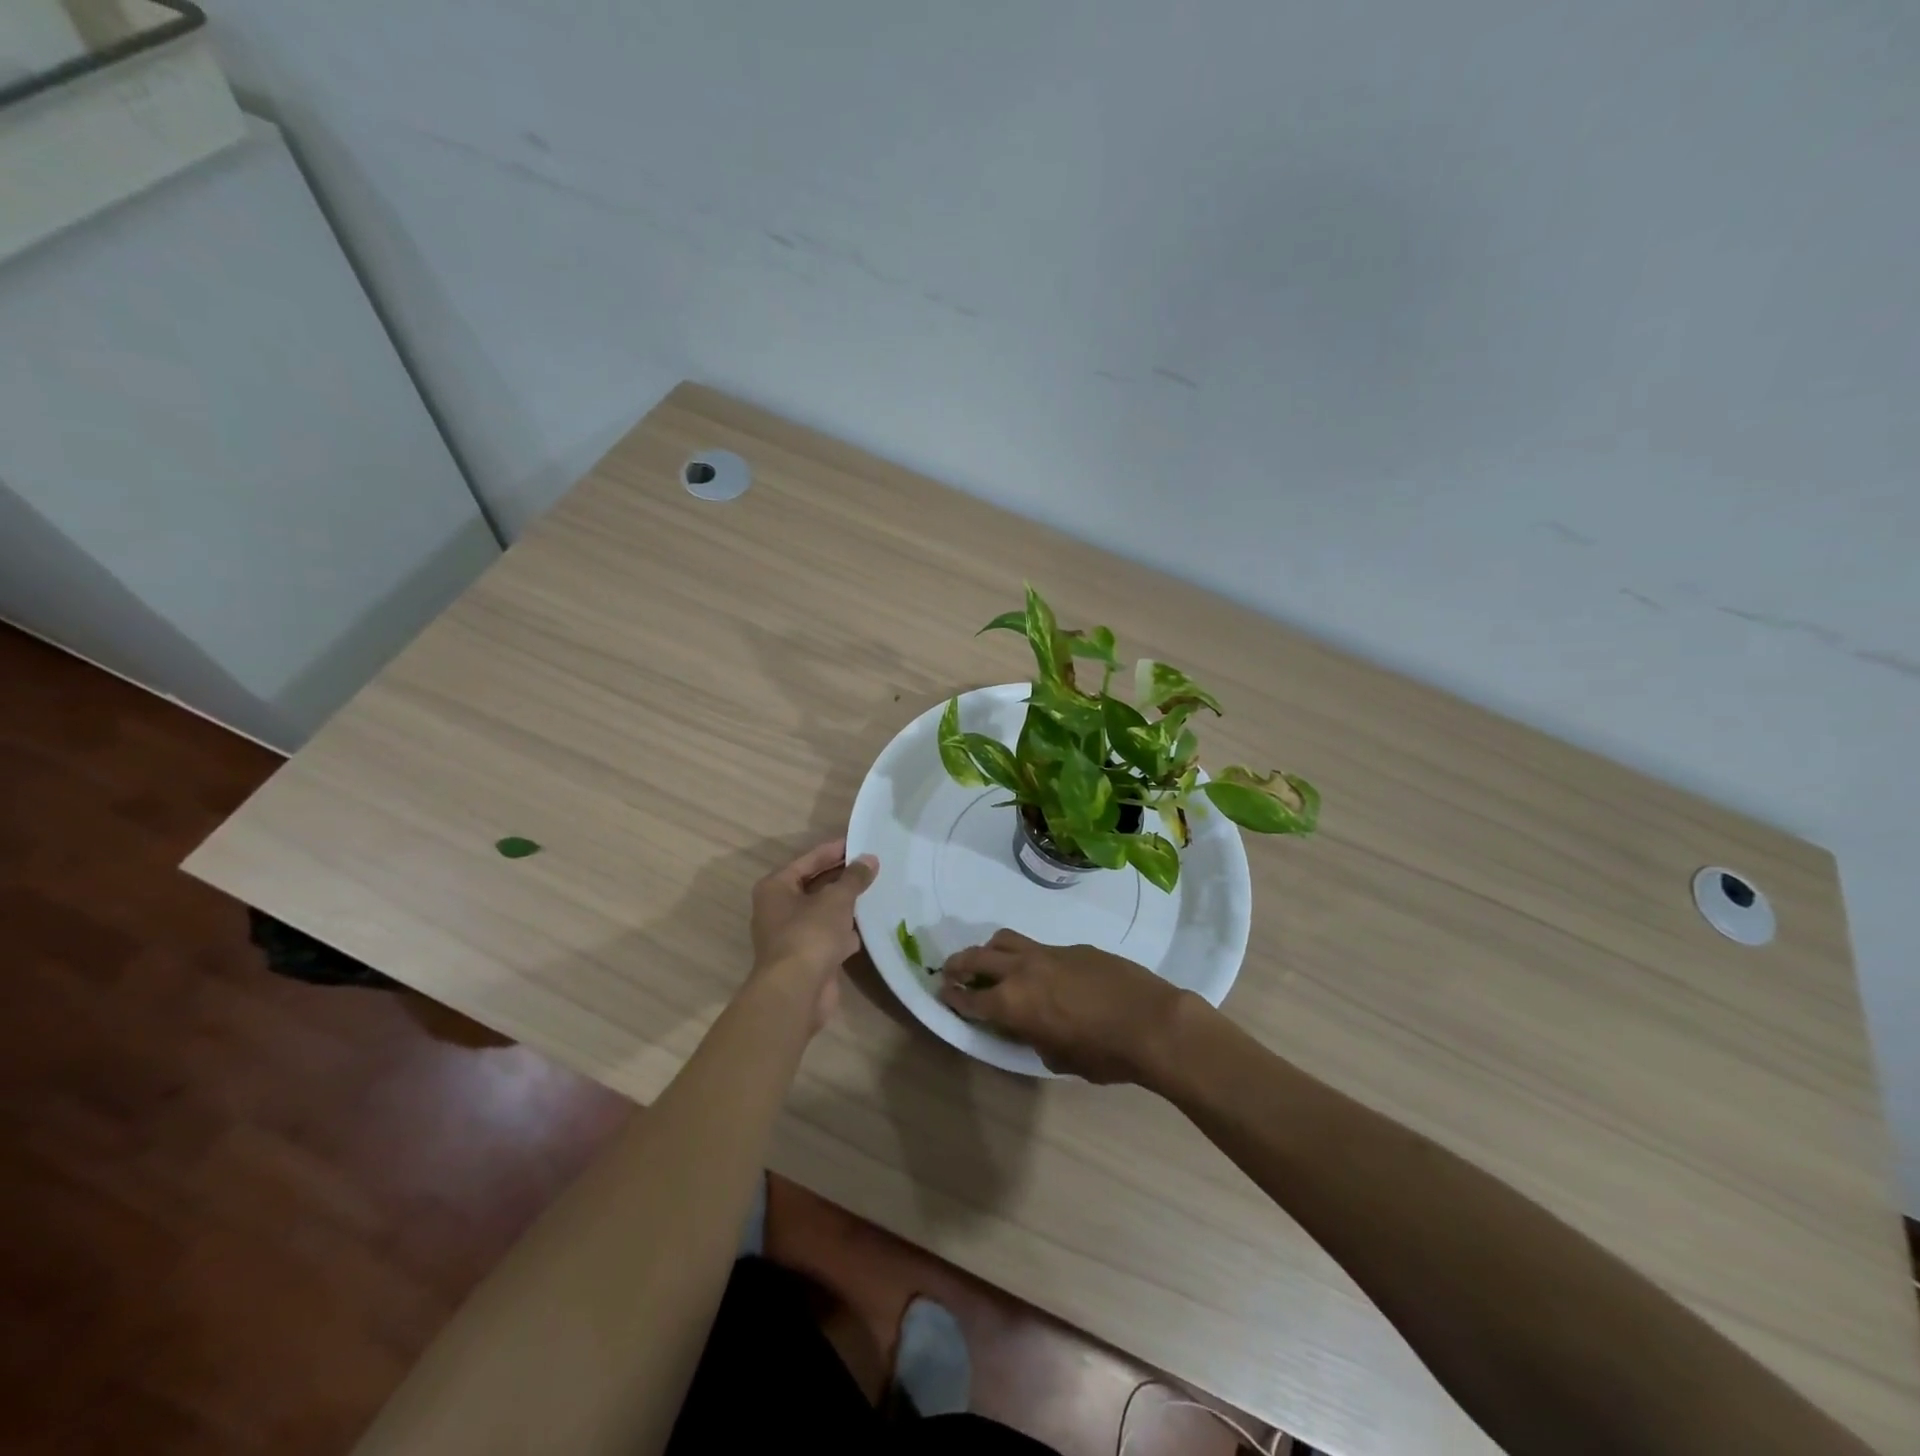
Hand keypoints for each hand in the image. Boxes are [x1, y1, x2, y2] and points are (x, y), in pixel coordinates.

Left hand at [748, 838, 878, 1029]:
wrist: (796, 991)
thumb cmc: (809, 934)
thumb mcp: (835, 899)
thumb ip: (853, 878)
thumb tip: (869, 859)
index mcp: (776, 888)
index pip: (808, 860)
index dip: (833, 850)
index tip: (858, 842)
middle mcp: (778, 909)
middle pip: (814, 885)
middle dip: (841, 877)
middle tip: (870, 865)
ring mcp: (791, 936)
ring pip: (822, 912)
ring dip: (844, 905)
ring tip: (874, 891)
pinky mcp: (806, 958)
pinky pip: (829, 936)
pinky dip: (845, 931)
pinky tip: (868, 926)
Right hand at [937, 930, 1190, 1083]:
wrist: (1152, 1022)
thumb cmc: (1104, 1054)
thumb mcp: (1059, 1058)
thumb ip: (1035, 1037)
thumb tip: (1032, 1026)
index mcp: (1013, 1004)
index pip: (971, 998)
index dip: (954, 997)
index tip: (944, 993)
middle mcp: (1022, 970)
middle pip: (978, 957)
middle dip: (959, 964)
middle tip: (950, 970)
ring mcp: (1048, 953)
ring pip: (1006, 940)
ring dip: (989, 950)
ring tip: (989, 960)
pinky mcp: (1073, 947)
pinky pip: (1039, 947)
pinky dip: (1028, 956)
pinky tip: (1043, 972)